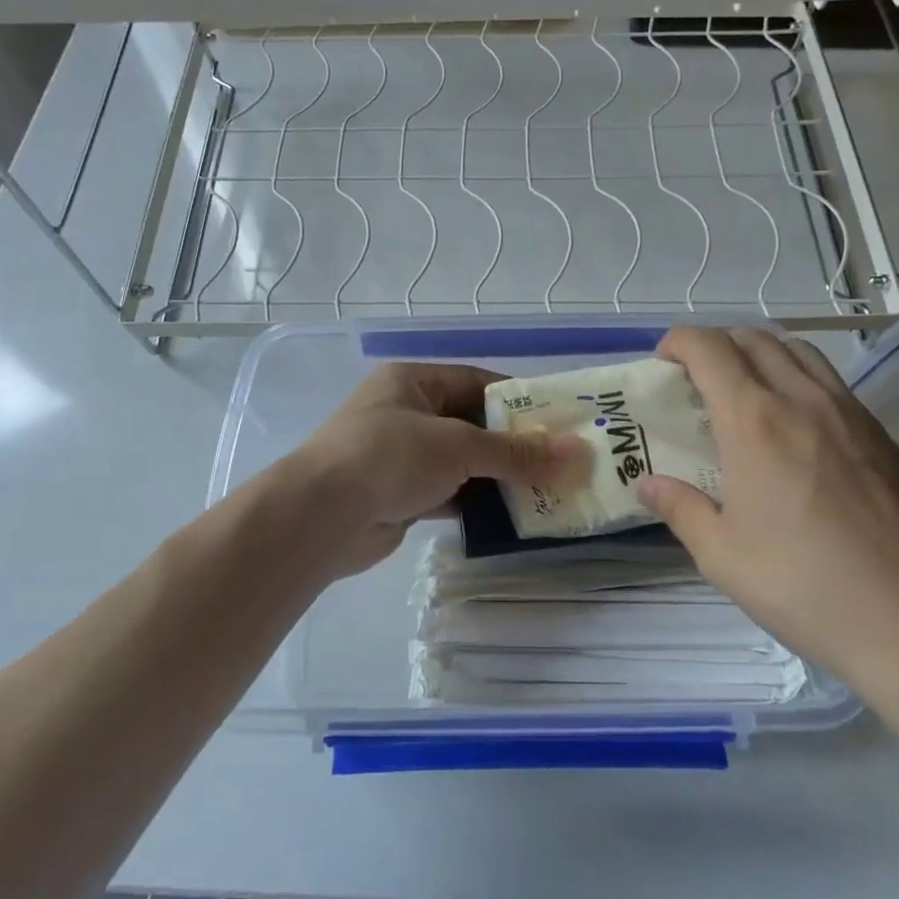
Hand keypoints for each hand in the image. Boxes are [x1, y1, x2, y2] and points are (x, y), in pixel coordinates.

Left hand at [285, 363, 580, 580]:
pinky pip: (448, 492)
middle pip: (471, 423)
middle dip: (512, 443)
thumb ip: (516, 452)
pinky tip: (511, 515)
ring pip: (461, 461)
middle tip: (560, 460)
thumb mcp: (458, 446)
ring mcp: (400, 455)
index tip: (558, 419)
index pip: (477, 381)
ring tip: (546, 489)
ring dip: (497, 476)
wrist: (321, 517)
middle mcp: (406, 412)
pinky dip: (476, 502)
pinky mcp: (399, 495)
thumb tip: (577, 453)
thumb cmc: (389, 457)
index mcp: (413, 381)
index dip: (518, 399)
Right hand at [637, 327, 898, 708]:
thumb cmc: (803, 585)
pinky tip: (795, 425)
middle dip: (716, 344)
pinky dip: (798, 377)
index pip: (709, 348)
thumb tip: (648, 484)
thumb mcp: (721, 554)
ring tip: (745, 392)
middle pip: (753, 337)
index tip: (663, 363)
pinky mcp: (880, 433)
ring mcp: (848, 411)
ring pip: (797, 350)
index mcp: (753, 420)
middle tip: (697, 379)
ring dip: (760, 353)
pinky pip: (830, 380)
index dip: (678, 342)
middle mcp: (801, 399)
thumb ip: (679, 508)